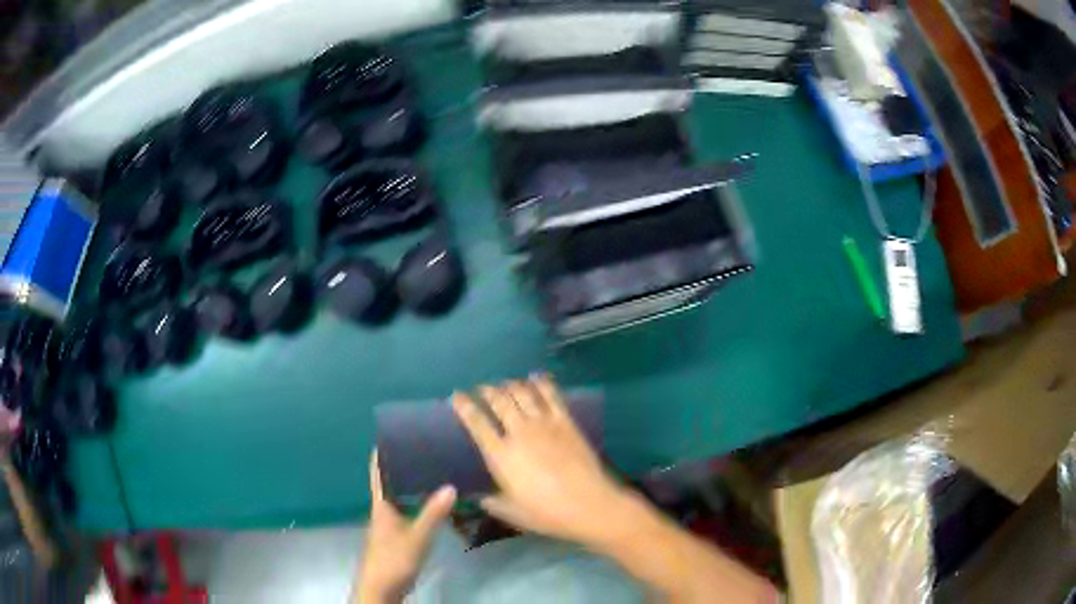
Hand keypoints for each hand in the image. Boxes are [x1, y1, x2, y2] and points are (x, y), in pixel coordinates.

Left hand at [353, 451, 455, 603]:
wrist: (381, 589)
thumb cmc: (393, 560)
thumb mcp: (416, 538)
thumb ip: (433, 514)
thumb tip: (450, 485)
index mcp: (382, 505)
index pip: (378, 472)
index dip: (382, 453)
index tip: (394, 433)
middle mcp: (383, 510)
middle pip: (391, 482)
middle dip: (404, 466)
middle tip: (426, 448)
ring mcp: (390, 524)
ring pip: (401, 497)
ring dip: (413, 485)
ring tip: (435, 470)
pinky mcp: (397, 536)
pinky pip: (408, 511)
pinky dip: (419, 503)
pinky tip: (435, 504)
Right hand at [451, 375, 629, 545]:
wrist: (588, 503)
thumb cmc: (546, 513)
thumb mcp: (513, 513)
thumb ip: (494, 503)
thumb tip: (482, 499)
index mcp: (500, 455)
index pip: (476, 423)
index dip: (464, 406)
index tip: (456, 396)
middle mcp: (519, 432)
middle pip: (499, 402)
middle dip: (487, 391)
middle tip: (482, 388)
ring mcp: (544, 424)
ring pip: (523, 394)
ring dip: (511, 385)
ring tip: (505, 383)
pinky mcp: (566, 422)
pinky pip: (551, 396)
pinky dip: (541, 383)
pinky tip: (536, 378)